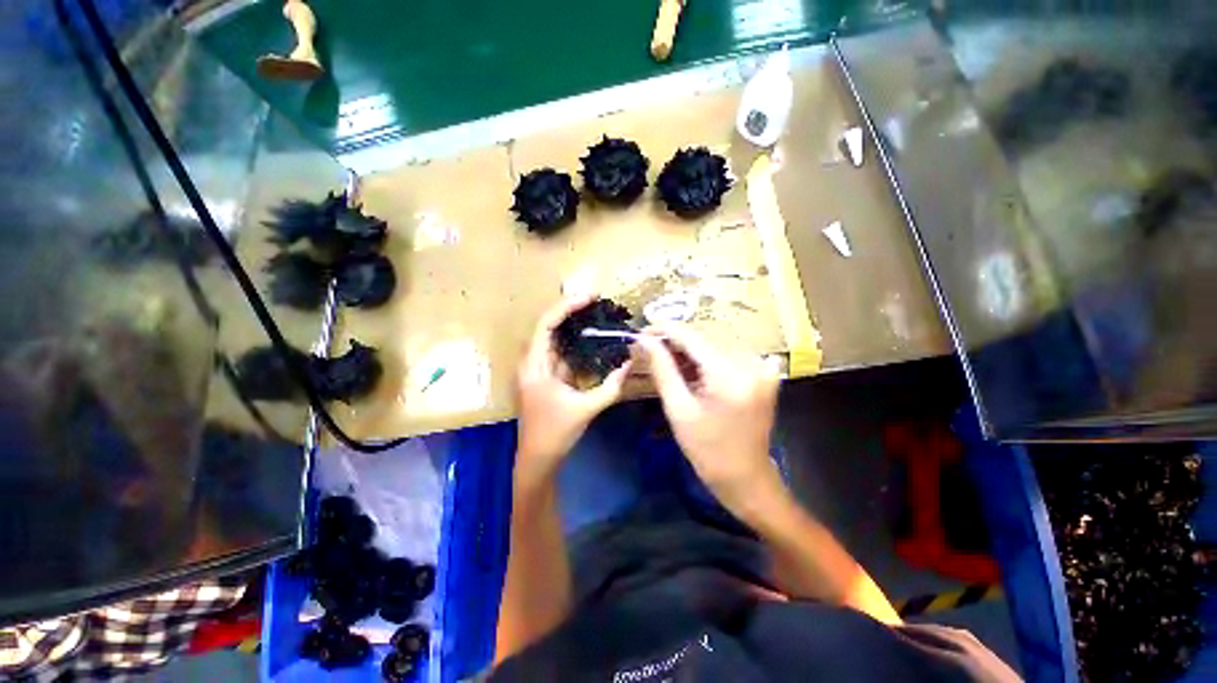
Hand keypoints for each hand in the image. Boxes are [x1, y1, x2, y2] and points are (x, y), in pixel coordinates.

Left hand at [515, 295, 631, 480]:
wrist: (538, 459)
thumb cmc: (556, 434)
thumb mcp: (586, 409)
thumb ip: (610, 386)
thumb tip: (630, 362)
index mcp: (534, 366)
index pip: (546, 324)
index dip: (566, 307)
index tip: (589, 297)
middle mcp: (533, 362)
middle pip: (549, 326)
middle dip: (572, 310)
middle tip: (596, 300)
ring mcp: (539, 368)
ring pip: (555, 338)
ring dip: (574, 325)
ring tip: (597, 313)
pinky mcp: (547, 376)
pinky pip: (562, 352)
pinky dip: (577, 343)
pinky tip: (593, 338)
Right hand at [638, 325, 785, 522]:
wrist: (746, 477)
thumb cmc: (707, 450)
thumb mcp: (678, 409)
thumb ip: (661, 368)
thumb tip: (643, 340)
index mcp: (729, 374)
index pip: (691, 335)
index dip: (663, 329)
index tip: (641, 333)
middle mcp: (750, 362)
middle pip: (704, 334)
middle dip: (675, 338)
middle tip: (650, 349)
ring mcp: (761, 365)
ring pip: (716, 340)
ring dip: (689, 345)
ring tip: (668, 359)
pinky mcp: (764, 371)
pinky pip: (728, 350)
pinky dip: (707, 354)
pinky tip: (692, 366)